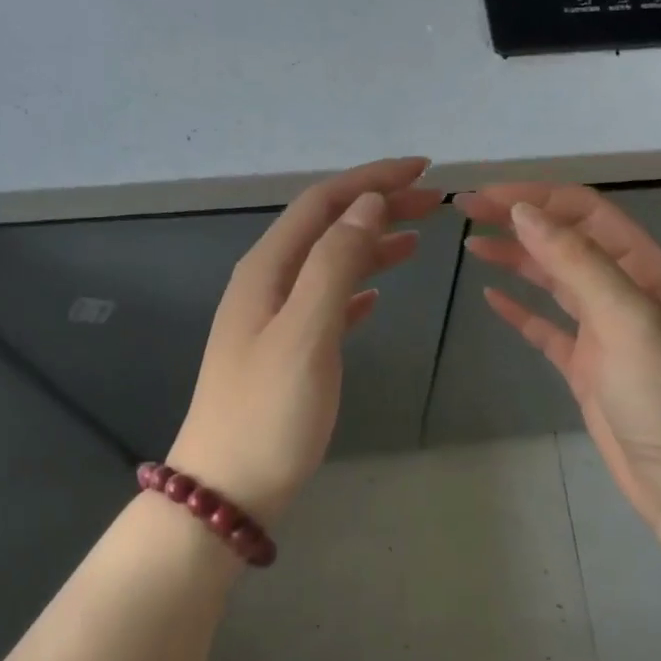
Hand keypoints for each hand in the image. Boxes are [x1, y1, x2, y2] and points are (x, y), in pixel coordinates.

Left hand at [169, 158, 442, 526]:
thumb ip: (335, 264)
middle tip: (436, 201)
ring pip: (331, 262)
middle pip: (328, 226)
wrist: (225, 491)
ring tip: (419, 239)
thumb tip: (368, 204)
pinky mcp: (287, 350)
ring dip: (373, 244)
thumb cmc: (268, 412)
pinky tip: (378, 294)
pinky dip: (357, 286)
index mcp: (268, 269)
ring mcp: (274, 317)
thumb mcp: (306, 332)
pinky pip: (328, 301)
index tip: (424, 170)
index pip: (324, 202)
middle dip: (379, 206)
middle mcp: (268, 282)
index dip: (372, 179)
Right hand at [457, 183, 660, 526]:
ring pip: (555, 279)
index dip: (534, 197)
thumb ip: (577, 260)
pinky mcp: (588, 366)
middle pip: (566, 239)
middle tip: (466, 210)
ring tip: (472, 244)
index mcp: (646, 268)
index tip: (484, 197)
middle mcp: (627, 290)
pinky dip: (520, 309)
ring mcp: (606, 330)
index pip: (585, 211)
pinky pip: (548, 326)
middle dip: (518, 220)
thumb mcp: (627, 318)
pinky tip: (491, 298)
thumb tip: (524, 211)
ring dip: (516, 258)